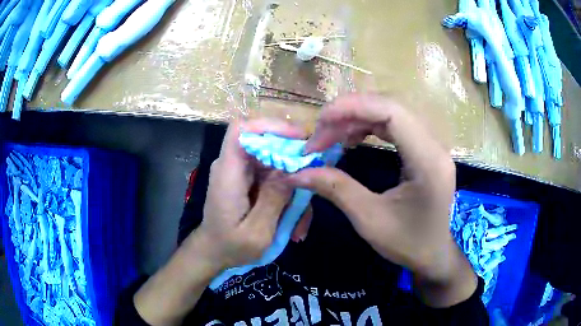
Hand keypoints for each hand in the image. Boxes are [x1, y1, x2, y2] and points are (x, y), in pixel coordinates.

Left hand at [193, 119, 306, 269]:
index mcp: (228, 174)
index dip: (270, 125)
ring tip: (300, 220)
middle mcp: (233, 166)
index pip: (241, 130)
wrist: (214, 253)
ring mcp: (242, 173)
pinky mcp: (250, 181)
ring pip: (276, 162)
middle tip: (314, 182)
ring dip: (294, 186)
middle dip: (294, 159)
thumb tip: (293, 168)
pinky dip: (288, 195)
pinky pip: (275, 177)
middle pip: (266, 143)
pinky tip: (293, 222)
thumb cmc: (230, 247)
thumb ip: (273, 199)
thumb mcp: (257, 232)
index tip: (300, 138)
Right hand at [286, 94, 476, 306]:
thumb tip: (296, 173)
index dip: (353, 108)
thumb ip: (335, 189)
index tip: (320, 120)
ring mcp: (432, 145)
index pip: (392, 113)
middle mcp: (434, 145)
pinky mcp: (425, 149)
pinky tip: (352, 138)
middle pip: (390, 108)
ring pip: (391, 113)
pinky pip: (395, 126)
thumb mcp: (369, 219)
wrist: (434, 254)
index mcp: (427, 161)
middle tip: (320, 130)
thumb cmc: (408, 243)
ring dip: (358, 118)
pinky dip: (369, 126)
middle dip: (350, 113)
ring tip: (331, 135)